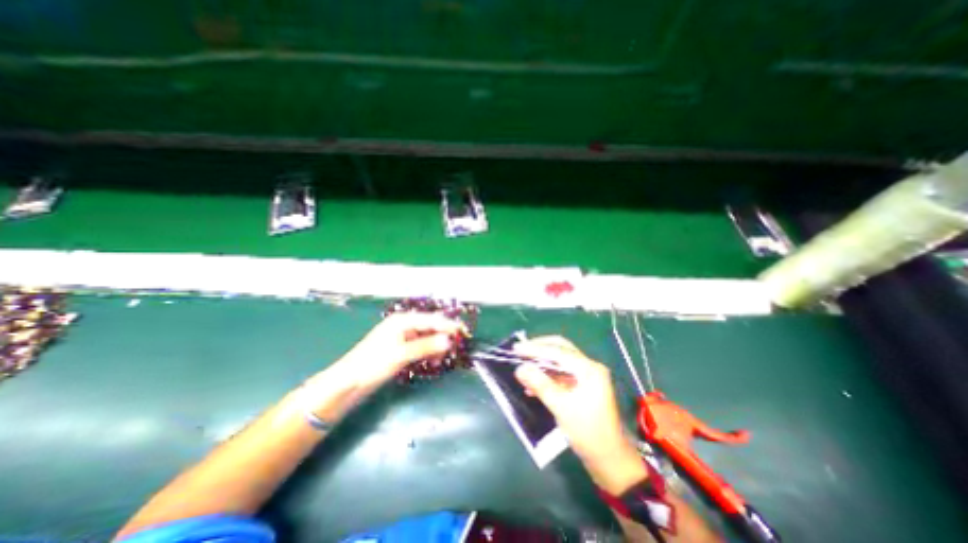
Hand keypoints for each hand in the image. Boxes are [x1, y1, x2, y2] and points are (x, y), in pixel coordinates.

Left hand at [320, 312, 468, 391]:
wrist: (348, 383)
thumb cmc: (373, 364)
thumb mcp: (401, 354)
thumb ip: (426, 346)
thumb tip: (449, 340)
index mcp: (403, 320)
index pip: (432, 319)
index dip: (449, 325)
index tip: (464, 332)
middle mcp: (404, 325)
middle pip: (431, 327)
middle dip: (445, 335)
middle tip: (459, 345)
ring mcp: (403, 337)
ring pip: (427, 337)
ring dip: (437, 345)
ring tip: (446, 356)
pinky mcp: (401, 349)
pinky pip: (421, 346)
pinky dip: (429, 352)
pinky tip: (433, 360)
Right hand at [518, 335, 645, 492]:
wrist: (609, 460)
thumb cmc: (588, 433)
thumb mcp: (562, 408)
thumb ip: (541, 385)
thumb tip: (520, 369)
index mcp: (589, 369)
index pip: (558, 351)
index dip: (535, 349)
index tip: (516, 348)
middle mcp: (589, 367)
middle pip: (560, 350)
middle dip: (539, 349)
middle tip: (519, 351)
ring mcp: (586, 377)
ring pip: (559, 362)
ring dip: (540, 364)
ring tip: (522, 368)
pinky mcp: (581, 387)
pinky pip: (560, 375)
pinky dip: (545, 377)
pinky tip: (531, 386)